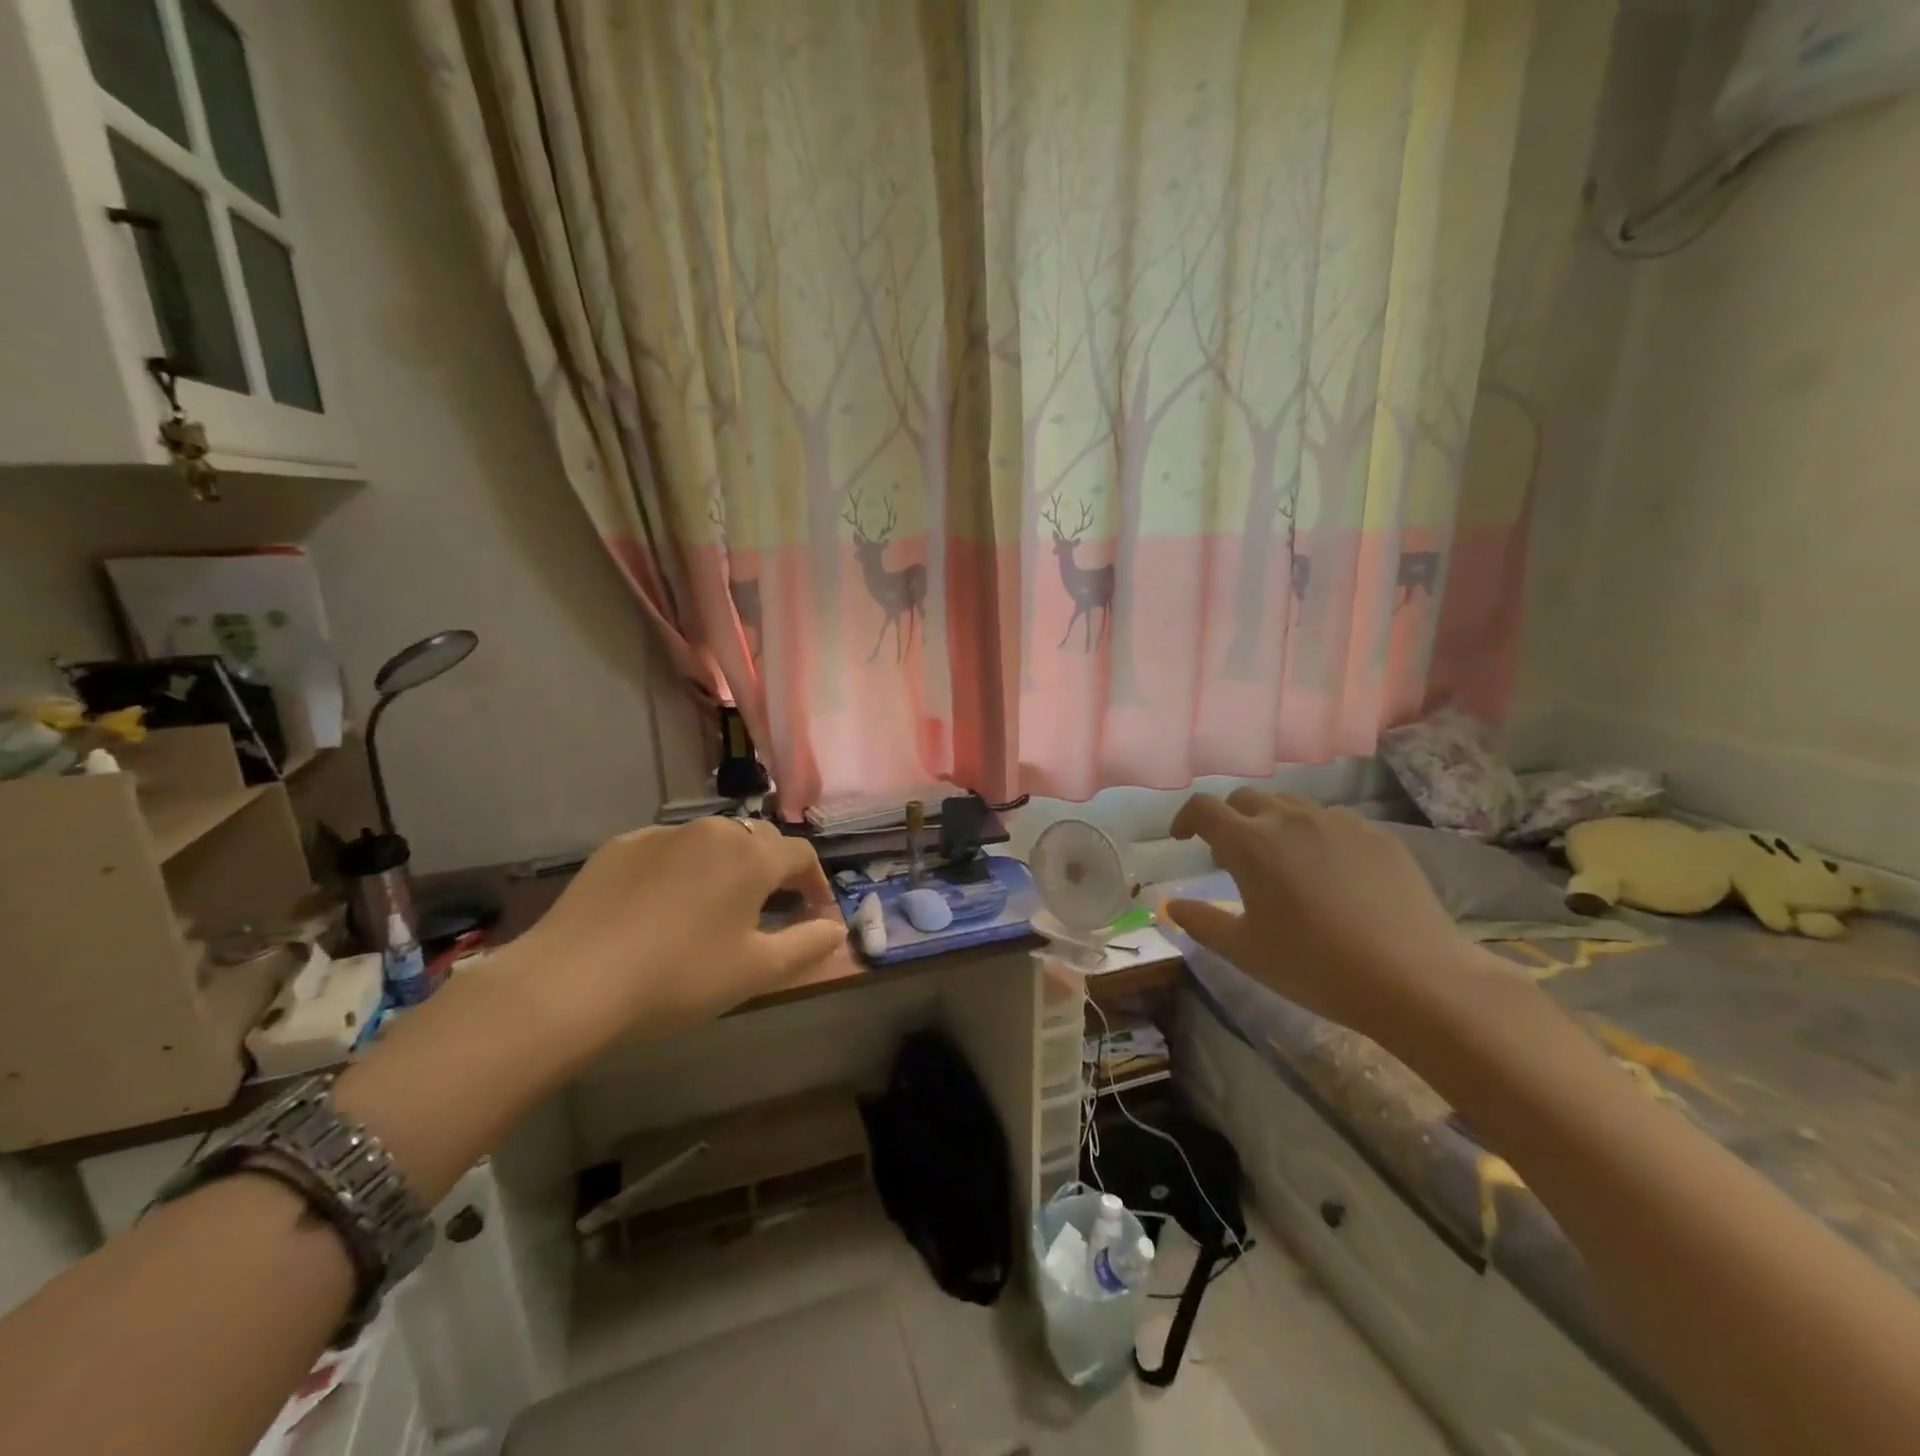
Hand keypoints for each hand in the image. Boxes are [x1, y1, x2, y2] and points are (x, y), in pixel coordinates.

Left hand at [510, 817, 846, 1054]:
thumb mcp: (755, 971)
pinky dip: (680, 871)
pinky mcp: (619, 847)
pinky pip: (667, 852)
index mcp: (750, 856)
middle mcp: (711, 831)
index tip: (816, 913)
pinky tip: (662, 909)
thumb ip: (807, 945)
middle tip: (770, 910)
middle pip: (757, 842)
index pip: (801, 855)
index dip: (816, 882)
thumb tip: (837, 928)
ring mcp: (660, 834)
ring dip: (726, 868)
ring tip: (714, 909)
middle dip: (773, 871)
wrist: (570, 983)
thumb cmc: (678, 977)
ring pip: (710, 843)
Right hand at [1166, 790, 1491, 1043]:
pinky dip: (1314, 834)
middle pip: (1246, 799)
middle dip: (1229, 819)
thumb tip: (1172, 904)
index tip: (1182, 840)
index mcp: (1250, 844)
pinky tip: (1328, 872)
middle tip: (1231, 857)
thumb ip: (1201, 922)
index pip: (1203, 809)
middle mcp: (1290, 819)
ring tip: (1280, 861)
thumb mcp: (1246, 952)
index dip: (1185, 819)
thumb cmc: (1316, 967)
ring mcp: (1338, 822)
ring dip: (1271, 823)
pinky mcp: (1377, 834)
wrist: (1416, 979)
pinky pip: (1332, 820)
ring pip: (1290, 805)